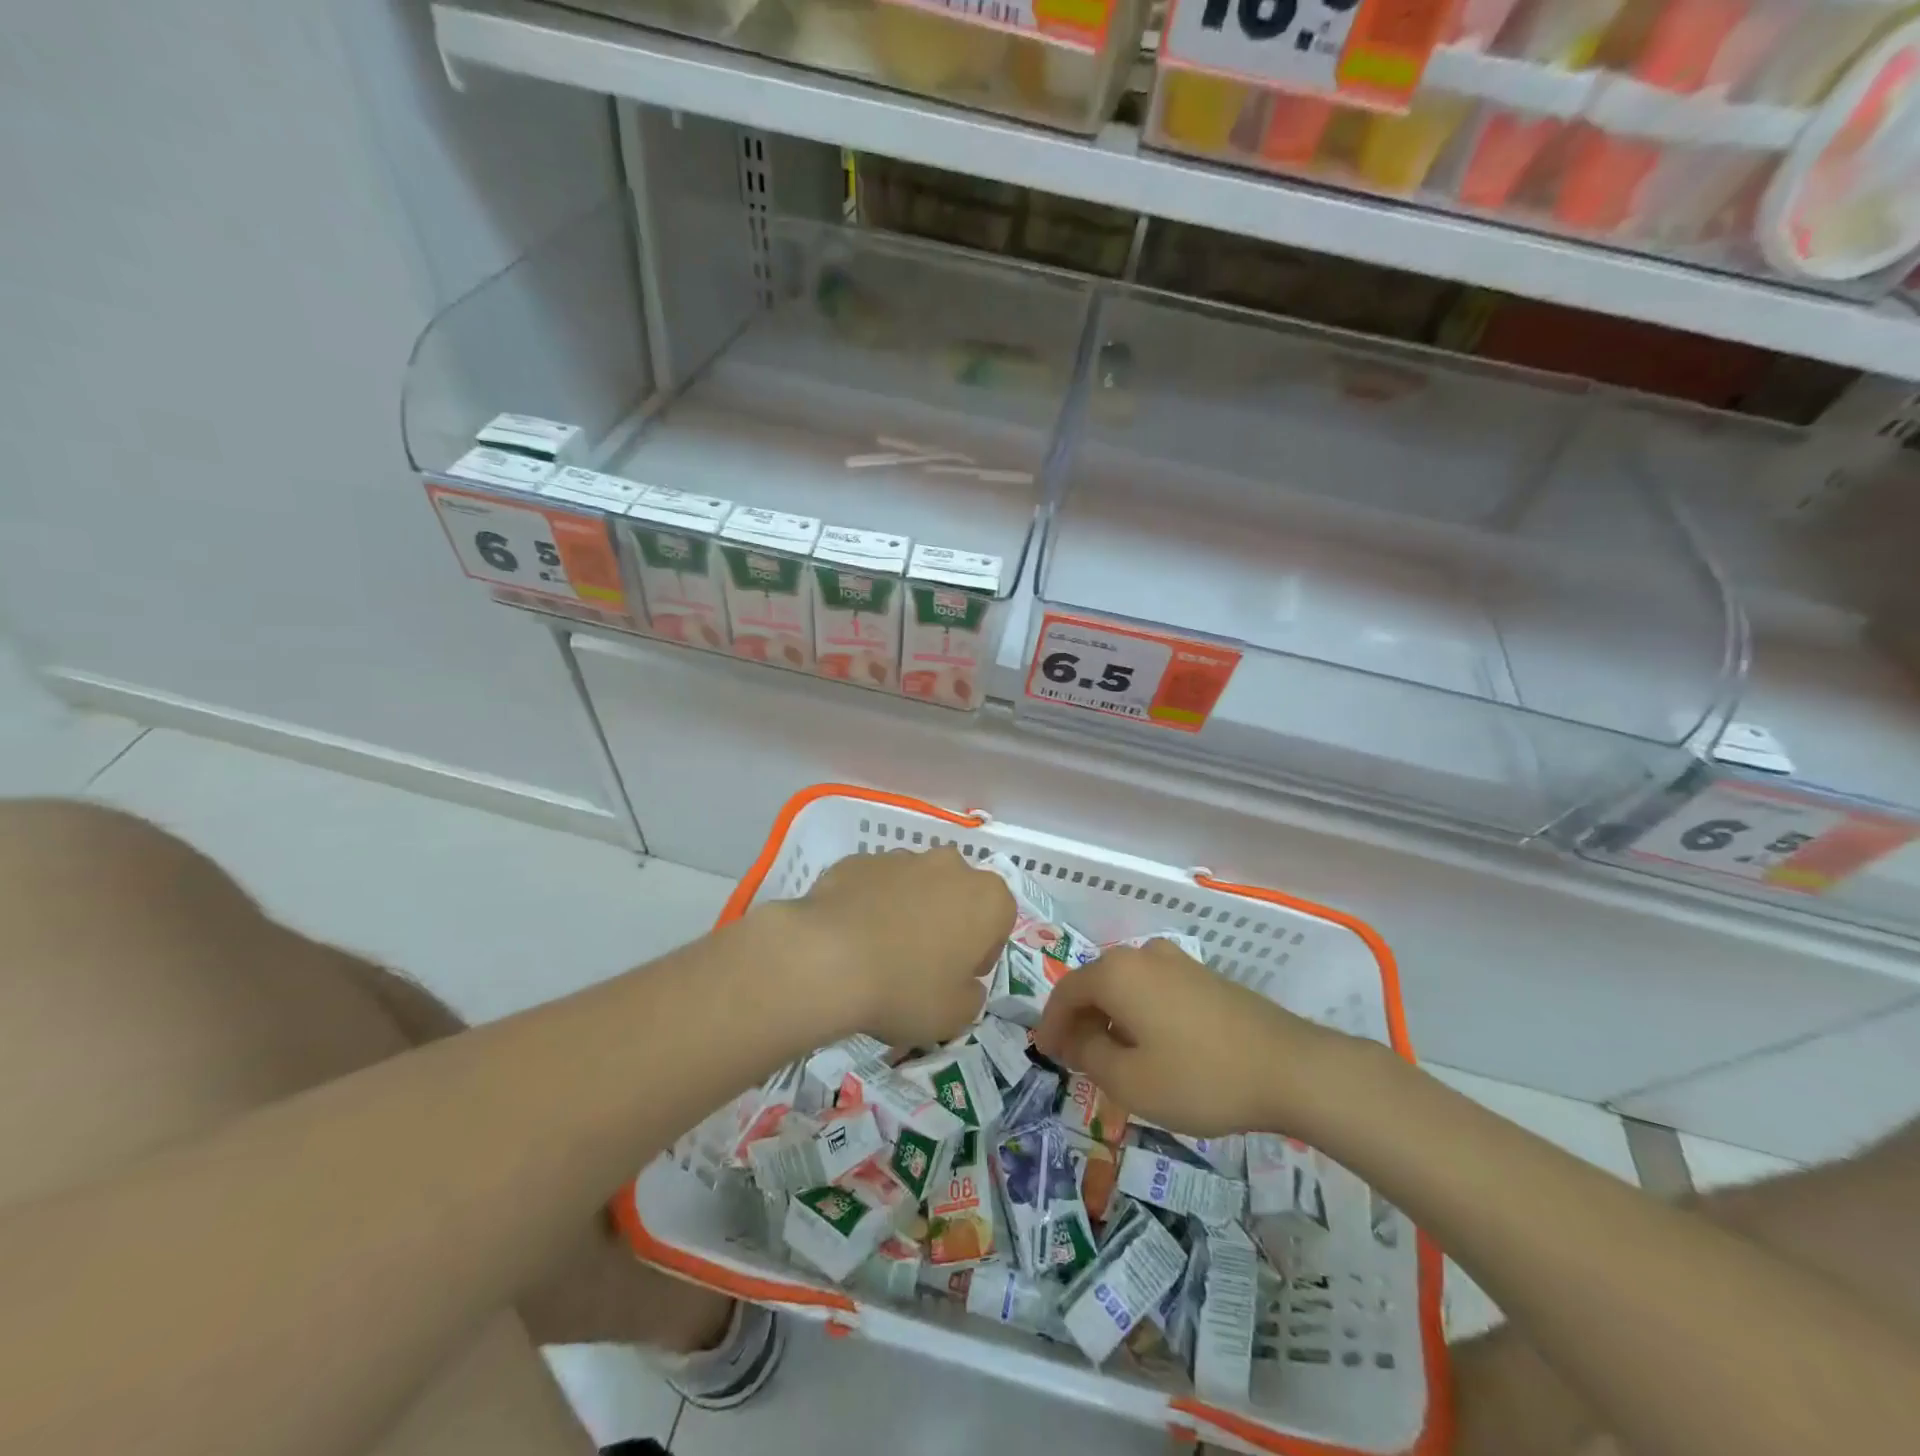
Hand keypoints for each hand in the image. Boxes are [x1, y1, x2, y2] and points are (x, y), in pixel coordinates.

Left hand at [787, 846, 1012, 1047]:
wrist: (827, 959)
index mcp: (987, 897)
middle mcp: (950, 865)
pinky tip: (851, 938)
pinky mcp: (860, 860)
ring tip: (881, 952)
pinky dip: (871, 904)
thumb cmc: (906, 988)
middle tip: (922, 964)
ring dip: (909, 911)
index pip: (1000, 921)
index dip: (981, 952)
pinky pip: (876, 885)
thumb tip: (962, 982)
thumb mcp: (956, 1016)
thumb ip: (972, 995)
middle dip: (947, 923)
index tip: (957, 978)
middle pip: (958, 895)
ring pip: (917, 886)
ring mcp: (902, 857)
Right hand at [1032, 939, 1335, 1136]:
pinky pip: (1153, 990)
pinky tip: (1150, 1046)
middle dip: (1080, 1021)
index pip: (1066, 992)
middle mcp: (1142, 955)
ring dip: (1110, 1019)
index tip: (1045, 1054)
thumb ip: (1090, 1056)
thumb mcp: (1130, 1081)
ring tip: (1111, 1057)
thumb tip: (1076, 1038)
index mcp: (1117, 972)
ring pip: (1126, 987)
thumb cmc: (1200, 1077)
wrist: (1289, 1068)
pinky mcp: (1204, 977)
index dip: (1050, 1024)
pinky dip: (1139, 1014)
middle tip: (1074, 1059)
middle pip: (1095, 985)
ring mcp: (1177, 962)